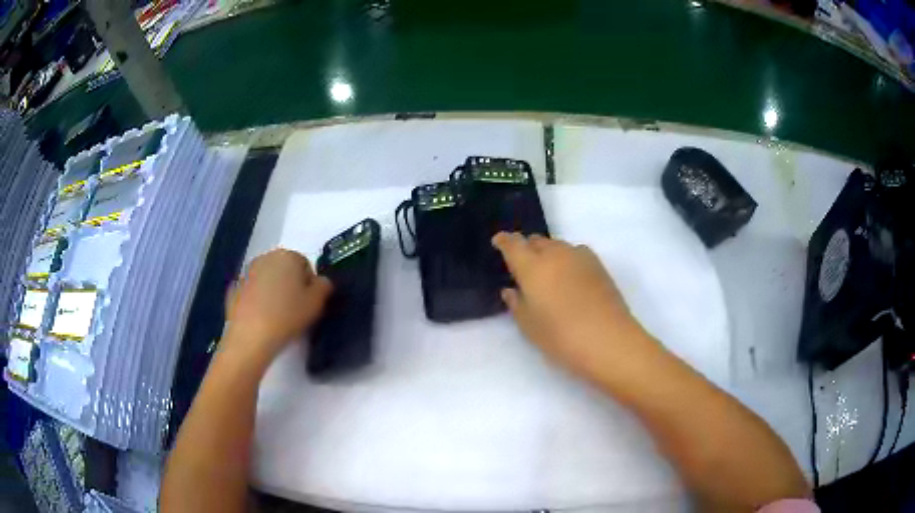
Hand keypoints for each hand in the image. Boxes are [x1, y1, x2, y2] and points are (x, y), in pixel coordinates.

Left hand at [224, 249, 332, 362]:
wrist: (250, 336)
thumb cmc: (287, 316)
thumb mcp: (317, 303)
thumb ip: (324, 286)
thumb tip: (320, 282)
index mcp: (288, 255)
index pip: (305, 265)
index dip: (309, 286)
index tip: (309, 304)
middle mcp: (265, 257)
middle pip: (284, 269)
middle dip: (290, 285)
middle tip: (295, 310)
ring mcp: (246, 272)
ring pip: (266, 279)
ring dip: (273, 291)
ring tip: (277, 316)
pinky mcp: (233, 289)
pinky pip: (252, 292)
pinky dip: (257, 301)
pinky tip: (261, 319)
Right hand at [493, 232, 658, 382]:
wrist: (609, 340)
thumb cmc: (561, 337)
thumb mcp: (529, 326)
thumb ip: (516, 304)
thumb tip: (511, 290)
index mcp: (532, 266)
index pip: (513, 244)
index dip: (504, 241)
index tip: (499, 242)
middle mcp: (555, 253)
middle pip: (536, 241)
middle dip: (527, 249)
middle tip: (523, 268)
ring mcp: (579, 256)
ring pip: (557, 245)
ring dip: (548, 253)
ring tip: (548, 274)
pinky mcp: (598, 264)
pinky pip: (575, 252)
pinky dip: (567, 259)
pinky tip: (570, 278)